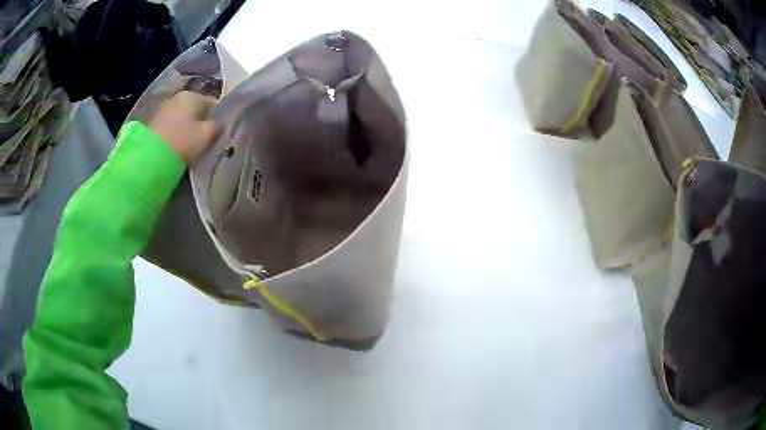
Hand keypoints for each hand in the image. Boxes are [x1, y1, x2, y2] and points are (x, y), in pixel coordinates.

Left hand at [146, 91, 219, 163]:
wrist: (149, 156)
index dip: (217, 118)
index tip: (217, 134)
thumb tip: (220, 123)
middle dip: (200, 122)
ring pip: (182, 117)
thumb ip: (217, 126)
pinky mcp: (153, 121)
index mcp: (193, 96)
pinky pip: (170, 124)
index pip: (213, 103)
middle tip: (202, 140)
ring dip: (186, 128)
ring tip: (188, 145)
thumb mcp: (206, 136)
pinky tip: (175, 145)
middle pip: (195, 109)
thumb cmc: (182, 142)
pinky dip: (174, 132)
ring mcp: (163, 108)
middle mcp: (178, 97)